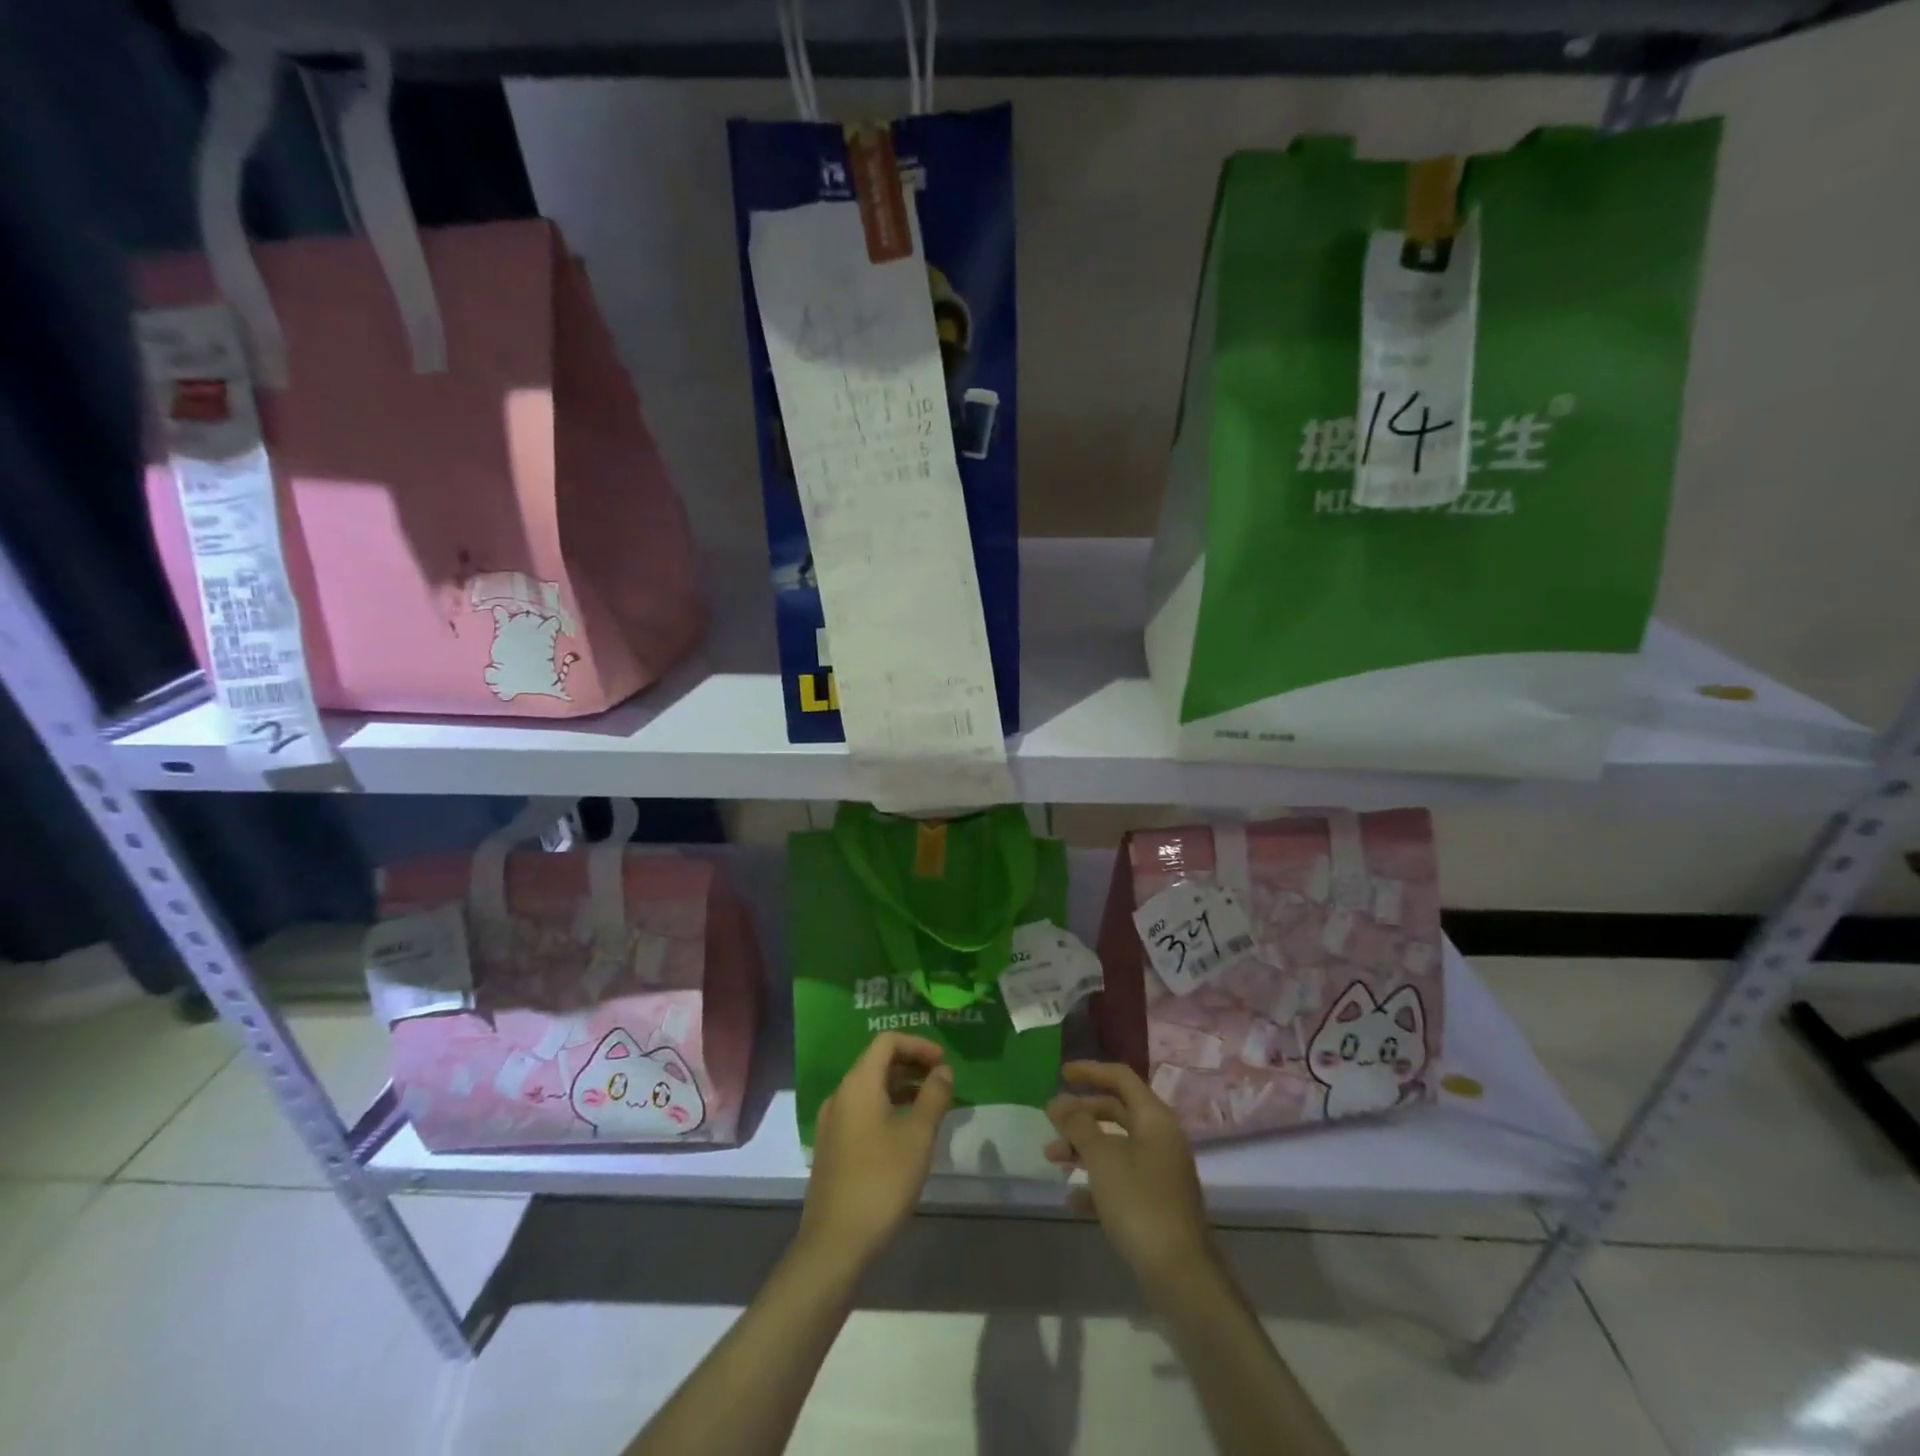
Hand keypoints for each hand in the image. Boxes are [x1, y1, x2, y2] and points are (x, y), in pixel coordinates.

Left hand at [800, 1032, 953, 1271]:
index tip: (944, 1062)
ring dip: (902, 1088)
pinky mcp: (833, 1148)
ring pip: (870, 1089)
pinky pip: (863, 1111)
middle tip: (943, 1081)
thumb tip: (943, 1070)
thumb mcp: (917, 1136)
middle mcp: (840, 1095)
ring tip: (932, 1106)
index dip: (918, 1045)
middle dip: (912, 1065)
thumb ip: (934, 1096)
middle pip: (877, 1063)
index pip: (887, 1042)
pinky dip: (888, 1108)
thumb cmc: (881, 1181)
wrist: (835, 1244)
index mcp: (857, 1084)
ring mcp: (832, 1123)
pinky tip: (908, 1133)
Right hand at [1046, 1061, 1213, 1284]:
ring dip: (1083, 1147)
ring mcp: (1161, 1171)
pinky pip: (1121, 1177)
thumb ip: (1077, 1125)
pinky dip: (1096, 1180)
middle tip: (1051, 1120)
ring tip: (1052, 1159)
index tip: (1061, 1074)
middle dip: (1081, 1114)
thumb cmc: (1139, 1202)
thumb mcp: (1102, 1158)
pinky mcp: (1156, 1202)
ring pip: (1116, 1145)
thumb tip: (1057, 1102)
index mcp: (1154, 1118)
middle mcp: (1161, 1137)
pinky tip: (1073, 1198)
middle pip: (1117, 1110)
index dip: (1090, 1071)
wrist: (1180, 1274)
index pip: (1120, 1077)